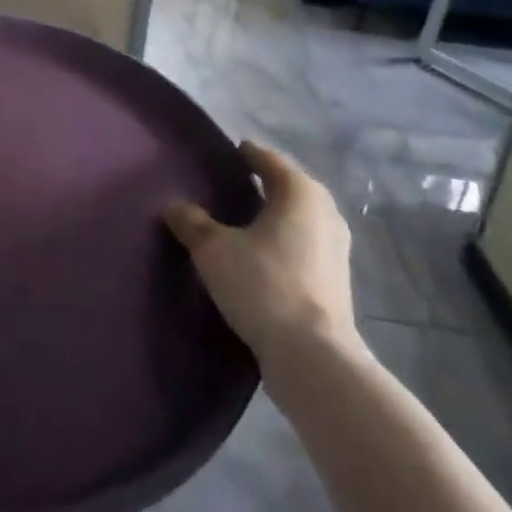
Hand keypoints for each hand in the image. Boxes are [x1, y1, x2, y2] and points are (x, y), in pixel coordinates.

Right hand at [165, 141, 358, 361]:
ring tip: (238, 222)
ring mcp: (336, 247)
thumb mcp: (213, 249)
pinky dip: (281, 242)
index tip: (224, 154)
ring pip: (296, 218)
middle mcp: (325, 211)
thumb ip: (192, 222)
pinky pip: (302, 244)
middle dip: (258, 185)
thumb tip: (174, 206)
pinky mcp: (336, 280)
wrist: (312, 356)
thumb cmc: (263, 285)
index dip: (244, 154)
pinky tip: (257, 255)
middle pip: (285, 187)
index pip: (267, 159)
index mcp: (300, 191)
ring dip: (271, 216)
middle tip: (225, 187)